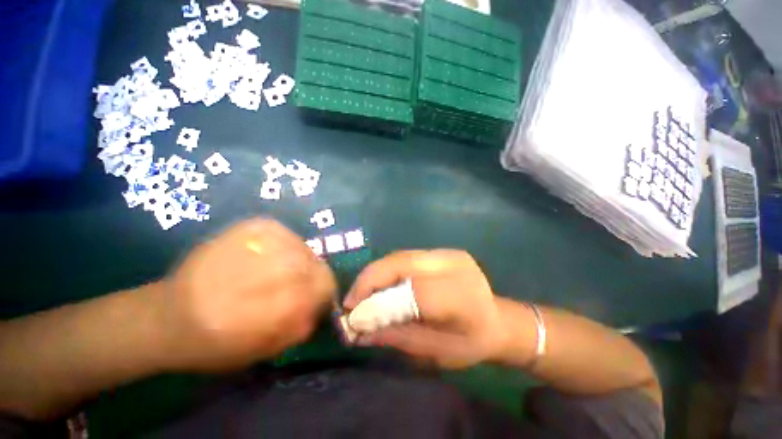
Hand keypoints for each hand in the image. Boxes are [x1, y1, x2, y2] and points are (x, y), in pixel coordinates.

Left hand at [159, 218, 336, 371]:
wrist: (166, 316)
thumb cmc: (216, 343)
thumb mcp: (263, 349)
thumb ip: (300, 326)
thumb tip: (322, 306)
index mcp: (266, 307)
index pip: (322, 284)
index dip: (324, 292)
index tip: (317, 299)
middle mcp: (262, 269)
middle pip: (314, 264)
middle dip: (311, 278)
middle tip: (297, 287)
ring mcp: (254, 241)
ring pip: (302, 248)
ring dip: (299, 262)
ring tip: (278, 273)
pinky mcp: (247, 227)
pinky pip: (285, 235)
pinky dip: (285, 246)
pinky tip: (267, 257)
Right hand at [343, 250, 507, 369]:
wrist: (498, 320)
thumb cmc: (471, 344)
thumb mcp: (436, 352)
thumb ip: (397, 336)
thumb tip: (358, 329)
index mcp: (462, 297)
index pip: (413, 291)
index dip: (379, 302)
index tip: (353, 317)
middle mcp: (454, 265)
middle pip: (401, 263)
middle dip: (370, 280)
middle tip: (351, 301)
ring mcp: (448, 253)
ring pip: (399, 256)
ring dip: (375, 274)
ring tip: (361, 294)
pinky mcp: (442, 251)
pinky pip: (405, 257)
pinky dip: (387, 270)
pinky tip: (379, 284)